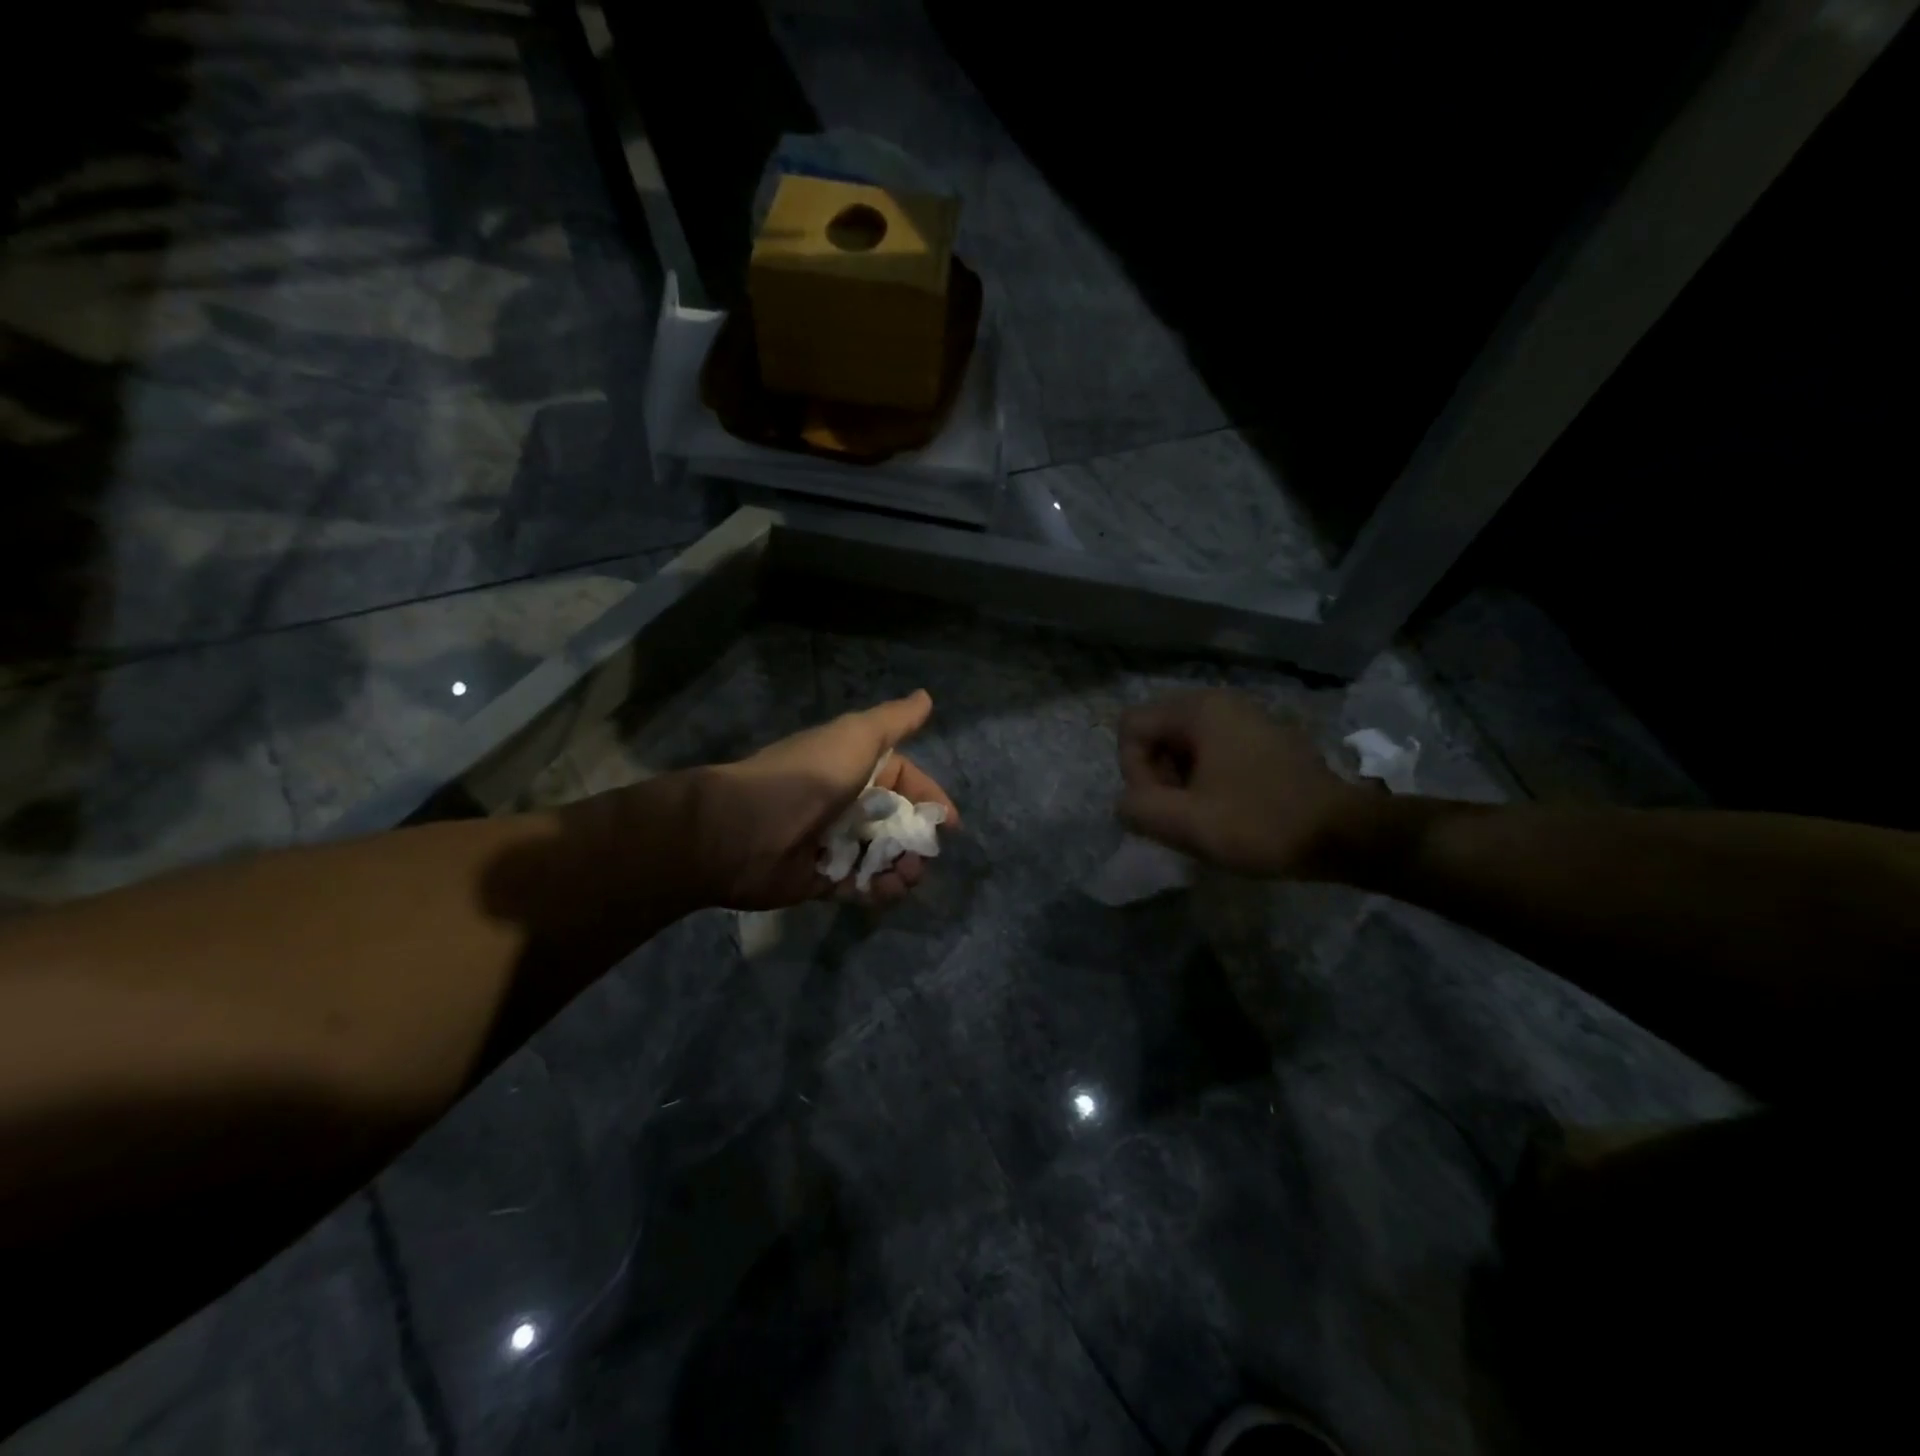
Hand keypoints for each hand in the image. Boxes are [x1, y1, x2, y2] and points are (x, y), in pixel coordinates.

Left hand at [689, 690, 959, 909]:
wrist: (743, 829)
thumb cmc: (807, 777)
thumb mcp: (856, 737)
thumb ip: (894, 721)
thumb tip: (926, 696)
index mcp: (855, 768)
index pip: (904, 782)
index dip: (929, 799)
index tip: (949, 823)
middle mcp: (846, 803)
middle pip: (897, 823)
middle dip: (918, 840)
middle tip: (925, 856)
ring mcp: (833, 843)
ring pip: (883, 857)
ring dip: (903, 869)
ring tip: (906, 876)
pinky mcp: (821, 879)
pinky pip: (860, 885)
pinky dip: (878, 889)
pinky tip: (885, 890)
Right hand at [1116, 690, 1368, 879]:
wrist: (1345, 834)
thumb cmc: (1261, 823)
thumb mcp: (1187, 823)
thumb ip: (1138, 807)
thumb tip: (1126, 801)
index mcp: (1200, 709)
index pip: (1131, 727)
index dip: (1133, 771)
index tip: (1163, 806)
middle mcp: (1220, 701)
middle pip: (1156, 732)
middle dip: (1156, 776)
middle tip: (1182, 814)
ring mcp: (1246, 717)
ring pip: (1183, 744)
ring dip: (1180, 780)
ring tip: (1203, 815)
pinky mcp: (1264, 738)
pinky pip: (1212, 749)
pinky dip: (1206, 777)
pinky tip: (1227, 808)